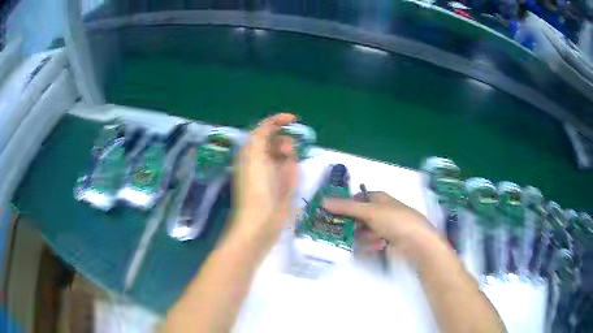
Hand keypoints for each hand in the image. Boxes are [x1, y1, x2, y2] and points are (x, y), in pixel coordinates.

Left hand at [229, 113, 297, 246]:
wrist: (262, 221)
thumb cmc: (256, 187)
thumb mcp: (254, 155)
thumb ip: (261, 135)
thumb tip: (274, 127)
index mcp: (250, 152)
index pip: (264, 130)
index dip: (277, 121)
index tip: (293, 119)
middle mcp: (262, 160)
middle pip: (278, 141)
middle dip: (284, 141)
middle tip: (287, 152)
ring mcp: (274, 173)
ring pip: (287, 154)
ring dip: (289, 156)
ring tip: (287, 167)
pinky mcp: (284, 185)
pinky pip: (292, 169)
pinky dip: (293, 168)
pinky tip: (290, 178)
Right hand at [323, 191, 440, 259]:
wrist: (418, 243)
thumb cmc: (396, 221)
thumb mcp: (370, 211)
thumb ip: (346, 207)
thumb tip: (323, 201)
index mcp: (379, 198)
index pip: (357, 198)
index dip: (345, 204)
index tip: (331, 213)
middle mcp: (381, 211)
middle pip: (358, 217)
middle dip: (352, 225)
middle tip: (340, 233)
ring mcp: (384, 227)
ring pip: (363, 232)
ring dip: (364, 237)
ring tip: (371, 241)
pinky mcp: (387, 241)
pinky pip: (371, 242)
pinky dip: (372, 245)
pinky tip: (378, 246)